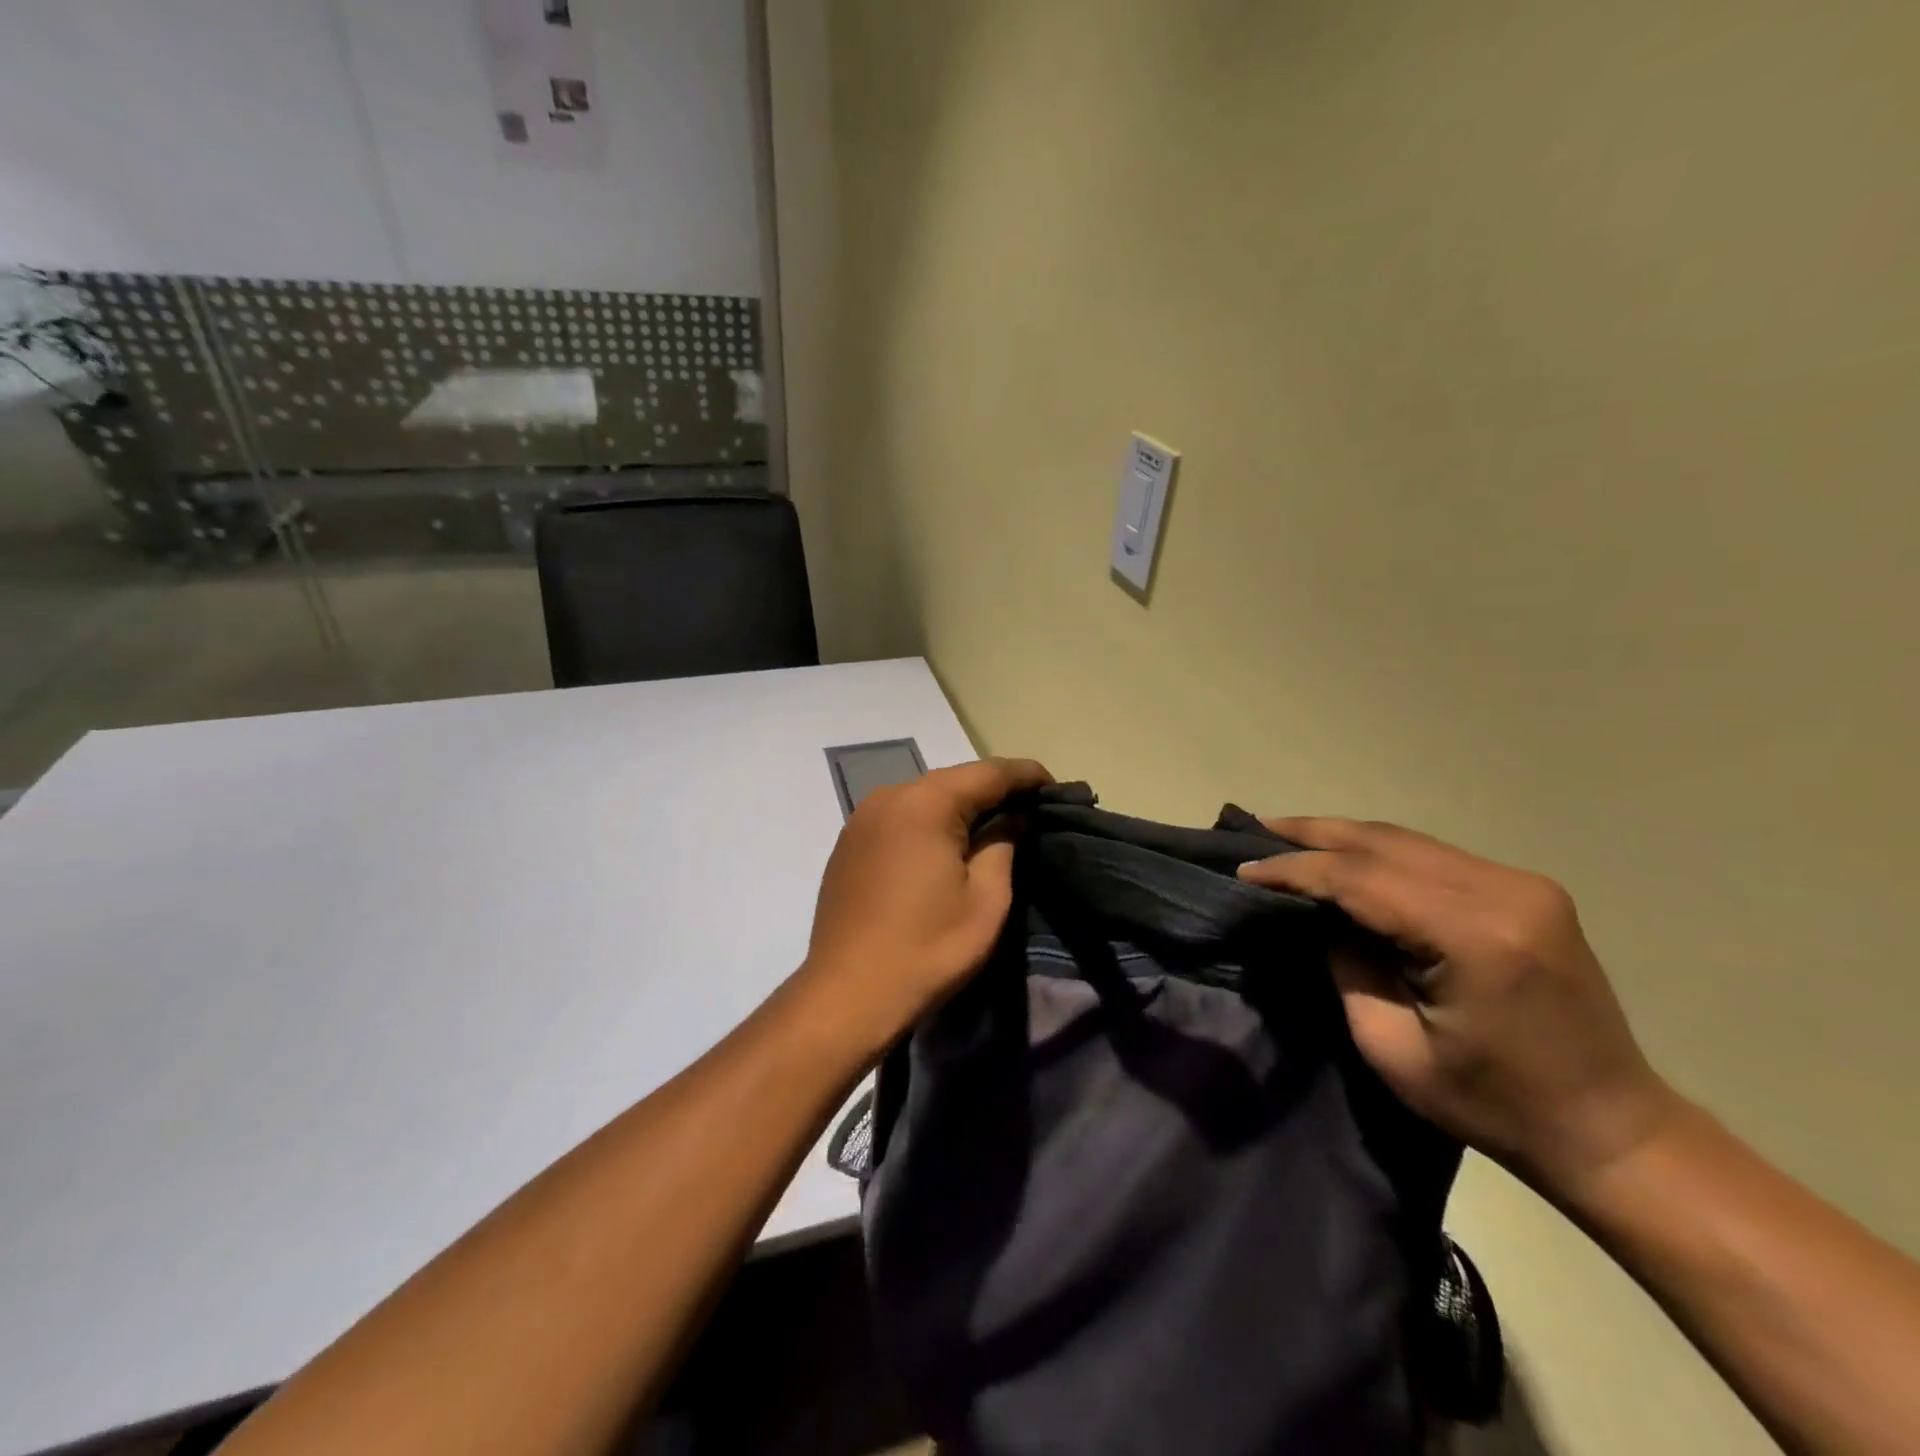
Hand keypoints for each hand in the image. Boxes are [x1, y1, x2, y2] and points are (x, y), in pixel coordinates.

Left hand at [800, 757, 1051, 1050]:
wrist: (846, 996)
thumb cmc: (927, 949)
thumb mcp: (986, 900)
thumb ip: (1004, 845)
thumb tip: (1013, 818)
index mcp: (924, 804)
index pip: (988, 773)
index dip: (1026, 775)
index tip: (1056, 787)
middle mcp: (888, 797)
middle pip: (953, 781)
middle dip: (994, 791)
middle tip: (1030, 810)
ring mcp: (861, 819)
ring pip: (925, 798)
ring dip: (960, 807)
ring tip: (994, 827)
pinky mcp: (848, 843)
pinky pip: (900, 818)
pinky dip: (929, 823)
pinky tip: (946, 846)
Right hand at [1239, 818, 1682, 1201]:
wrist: (1610, 1129)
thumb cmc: (1494, 1105)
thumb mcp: (1392, 1049)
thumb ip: (1347, 967)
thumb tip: (1318, 915)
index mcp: (1475, 937)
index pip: (1361, 879)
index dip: (1295, 871)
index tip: (1244, 872)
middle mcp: (1504, 891)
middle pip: (1384, 842)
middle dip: (1311, 834)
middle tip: (1254, 830)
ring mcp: (1522, 884)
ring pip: (1406, 840)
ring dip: (1342, 837)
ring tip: (1285, 837)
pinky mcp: (1526, 889)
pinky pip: (1431, 855)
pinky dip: (1378, 851)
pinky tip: (1344, 855)